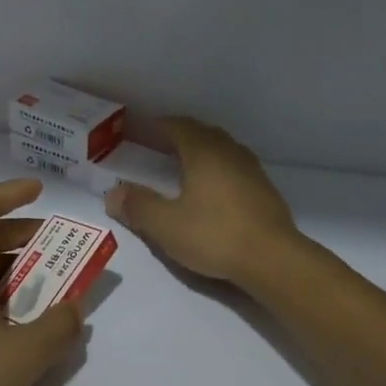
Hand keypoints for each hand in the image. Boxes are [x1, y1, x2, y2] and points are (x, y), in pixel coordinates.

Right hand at [104, 117, 297, 286]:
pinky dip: (218, 170)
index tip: (139, 130)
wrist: (273, 259)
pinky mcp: (265, 191)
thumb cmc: (214, 235)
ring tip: (185, 166)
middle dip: (180, 136)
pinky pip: (235, 169)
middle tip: (159, 146)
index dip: (157, 126)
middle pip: (202, 133)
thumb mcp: (165, 224)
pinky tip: (212, 191)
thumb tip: (112, 193)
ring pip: (222, 150)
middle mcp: (229, 153)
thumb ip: (138, 206)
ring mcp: (252, 171)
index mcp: (203, 152)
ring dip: (202, 152)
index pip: (177, 126)